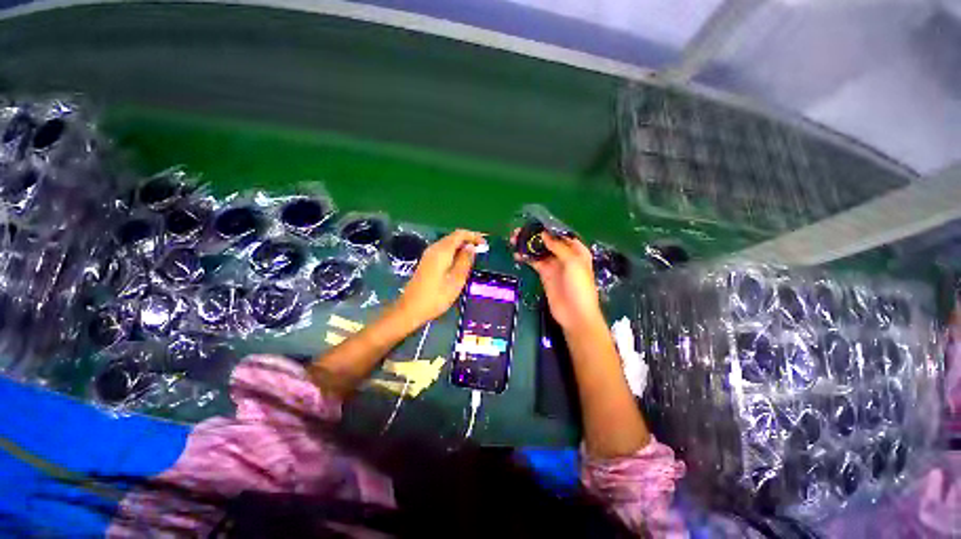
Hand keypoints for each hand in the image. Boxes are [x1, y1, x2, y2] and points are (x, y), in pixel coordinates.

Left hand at [396, 229, 484, 325]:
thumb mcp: (456, 280)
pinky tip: (460, 263)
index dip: (473, 236)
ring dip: (461, 247)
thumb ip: (465, 261)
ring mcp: (428, 255)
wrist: (411, 308)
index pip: (460, 234)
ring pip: (448, 244)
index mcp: (442, 251)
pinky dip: (454, 252)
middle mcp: (434, 248)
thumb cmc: (436, 296)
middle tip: (482, 250)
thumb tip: (472, 247)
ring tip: (474, 257)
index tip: (485, 243)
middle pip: (453, 237)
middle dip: (468, 240)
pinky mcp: (427, 262)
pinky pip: (443, 251)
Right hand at [512, 229, 602, 329]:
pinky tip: (517, 254)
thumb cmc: (579, 286)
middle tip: (520, 231)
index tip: (534, 223)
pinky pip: (534, 262)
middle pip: (548, 241)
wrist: (575, 313)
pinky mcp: (545, 274)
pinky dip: (526, 257)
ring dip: (528, 245)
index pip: (562, 235)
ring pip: (540, 251)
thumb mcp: (573, 263)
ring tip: (514, 239)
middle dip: (535, 235)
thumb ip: (558, 247)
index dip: (549, 228)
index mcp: (577, 250)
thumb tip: (544, 234)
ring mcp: (554, 265)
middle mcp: (565, 256)